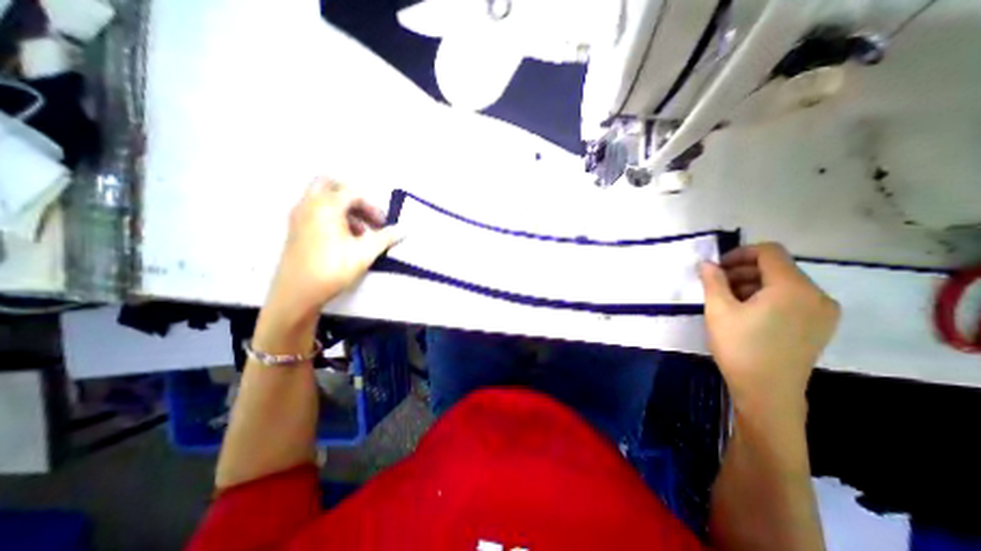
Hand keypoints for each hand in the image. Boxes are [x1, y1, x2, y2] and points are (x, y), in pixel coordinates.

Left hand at [267, 177, 400, 322]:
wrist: (297, 293)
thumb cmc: (332, 269)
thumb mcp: (364, 253)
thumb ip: (385, 238)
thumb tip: (403, 230)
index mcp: (325, 207)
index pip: (352, 192)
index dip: (372, 206)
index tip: (383, 224)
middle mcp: (308, 205)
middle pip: (330, 185)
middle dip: (352, 197)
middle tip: (367, 215)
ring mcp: (298, 216)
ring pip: (322, 199)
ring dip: (344, 208)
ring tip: (361, 231)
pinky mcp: (295, 229)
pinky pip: (315, 211)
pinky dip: (332, 216)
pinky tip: (345, 239)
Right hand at [698, 244, 841, 418]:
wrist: (767, 392)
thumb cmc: (740, 347)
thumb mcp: (718, 310)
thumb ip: (712, 281)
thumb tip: (706, 263)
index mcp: (793, 288)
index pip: (770, 252)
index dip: (740, 253)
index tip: (717, 267)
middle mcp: (816, 295)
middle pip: (778, 267)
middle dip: (743, 270)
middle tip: (717, 284)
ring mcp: (823, 312)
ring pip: (784, 283)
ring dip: (753, 284)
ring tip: (728, 300)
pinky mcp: (819, 326)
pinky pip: (793, 299)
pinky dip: (768, 297)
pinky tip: (748, 312)